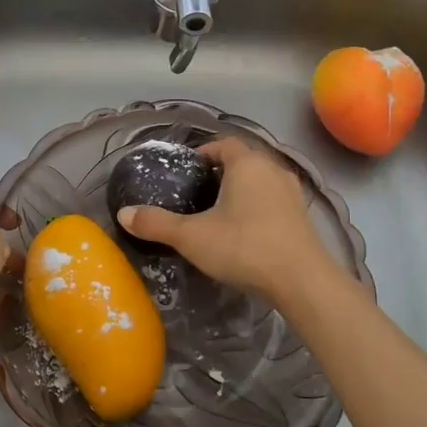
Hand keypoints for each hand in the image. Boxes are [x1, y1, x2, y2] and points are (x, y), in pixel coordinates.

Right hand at [116, 137, 331, 302]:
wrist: (302, 281)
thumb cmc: (244, 247)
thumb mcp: (191, 237)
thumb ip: (156, 223)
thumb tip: (123, 214)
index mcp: (247, 164)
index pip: (224, 144)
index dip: (204, 153)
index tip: (188, 170)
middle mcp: (273, 169)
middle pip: (244, 161)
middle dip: (222, 173)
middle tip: (199, 193)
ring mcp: (293, 193)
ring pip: (262, 182)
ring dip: (243, 191)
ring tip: (220, 213)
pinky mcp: (303, 217)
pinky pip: (274, 202)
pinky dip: (259, 208)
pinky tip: (246, 232)